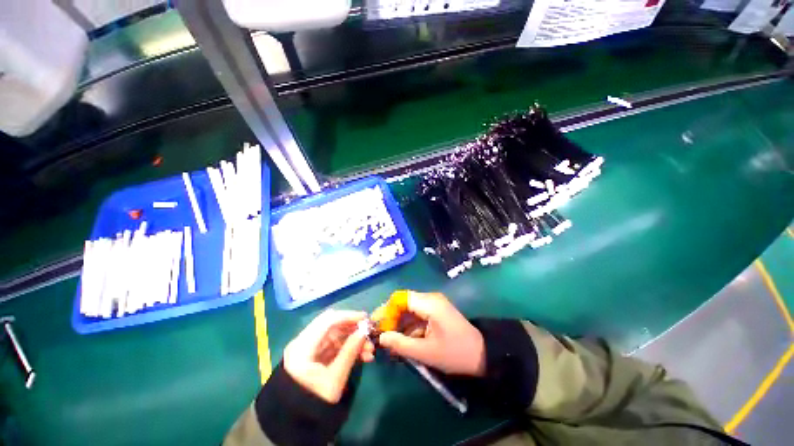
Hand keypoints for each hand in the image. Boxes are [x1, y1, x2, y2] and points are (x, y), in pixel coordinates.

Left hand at [283, 310, 374, 402]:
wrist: (296, 424)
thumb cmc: (313, 402)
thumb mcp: (334, 379)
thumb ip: (350, 352)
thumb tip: (364, 332)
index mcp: (303, 346)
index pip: (328, 320)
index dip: (348, 316)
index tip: (366, 318)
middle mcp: (305, 342)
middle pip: (333, 326)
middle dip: (353, 329)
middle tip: (369, 334)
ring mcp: (310, 349)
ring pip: (336, 336)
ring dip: (354, 340)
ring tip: (370, 350)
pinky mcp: (316, 356)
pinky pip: (335, 346)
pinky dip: (349, 348)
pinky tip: (363, 356)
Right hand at [378, 291, 485, 376]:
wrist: (482, 354)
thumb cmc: (454, 353)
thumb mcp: (426, 352)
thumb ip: (401, 344)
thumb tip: (381, 337)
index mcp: (429, 303)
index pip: (400, 298)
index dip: (387, 310)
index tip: (377, 326)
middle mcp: (430, 298)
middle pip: (403, 302)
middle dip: (391, 317)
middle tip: (380, 334)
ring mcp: (434, 304)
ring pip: (409, 309)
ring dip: (399, 323)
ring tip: (389, 340)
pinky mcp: (436, 312)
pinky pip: (417, 315)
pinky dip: (409, 326)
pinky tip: (402, 339)